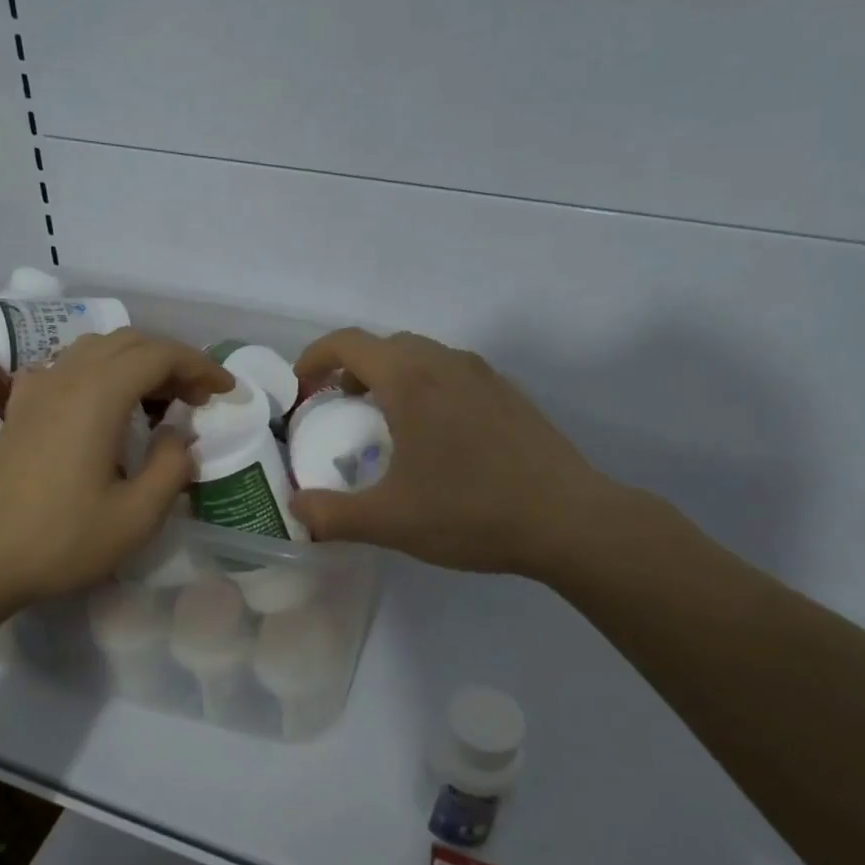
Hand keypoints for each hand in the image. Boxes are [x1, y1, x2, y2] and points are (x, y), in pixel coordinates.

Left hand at [0, 330, 231, 609]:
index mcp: (98, 395)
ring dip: (136, 362)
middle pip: (129, 342)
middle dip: (172, 361)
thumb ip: (171, 468)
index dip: (200, 366)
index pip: (160, 355)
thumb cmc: (61, 540)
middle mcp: (67, 377)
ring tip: (159, 398)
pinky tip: (101, 402)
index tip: (226, 390)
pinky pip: (66, 367)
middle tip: (198, 398)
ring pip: (96, 349)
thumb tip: (179, 438)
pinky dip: (98, 372)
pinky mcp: (20, 408)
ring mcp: (38, 389)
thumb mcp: (136, 516)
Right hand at [288, 329, 628, 579]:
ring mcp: (484, 375)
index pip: (348, 343)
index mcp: (411, 380)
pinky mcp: (510, 394)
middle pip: (385, 345)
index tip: (302, 391)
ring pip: (423, 357)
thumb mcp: (390, 521)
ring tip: (387, 424)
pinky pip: (454, 374)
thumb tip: (296, 510)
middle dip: (352, 369)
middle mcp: (447, 363)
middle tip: (340, 410)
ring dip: (392, 378)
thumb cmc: (471, 513)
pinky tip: (437, 439)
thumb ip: (333, 515)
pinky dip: (427, 388)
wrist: (568, 519)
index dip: (313, 359)